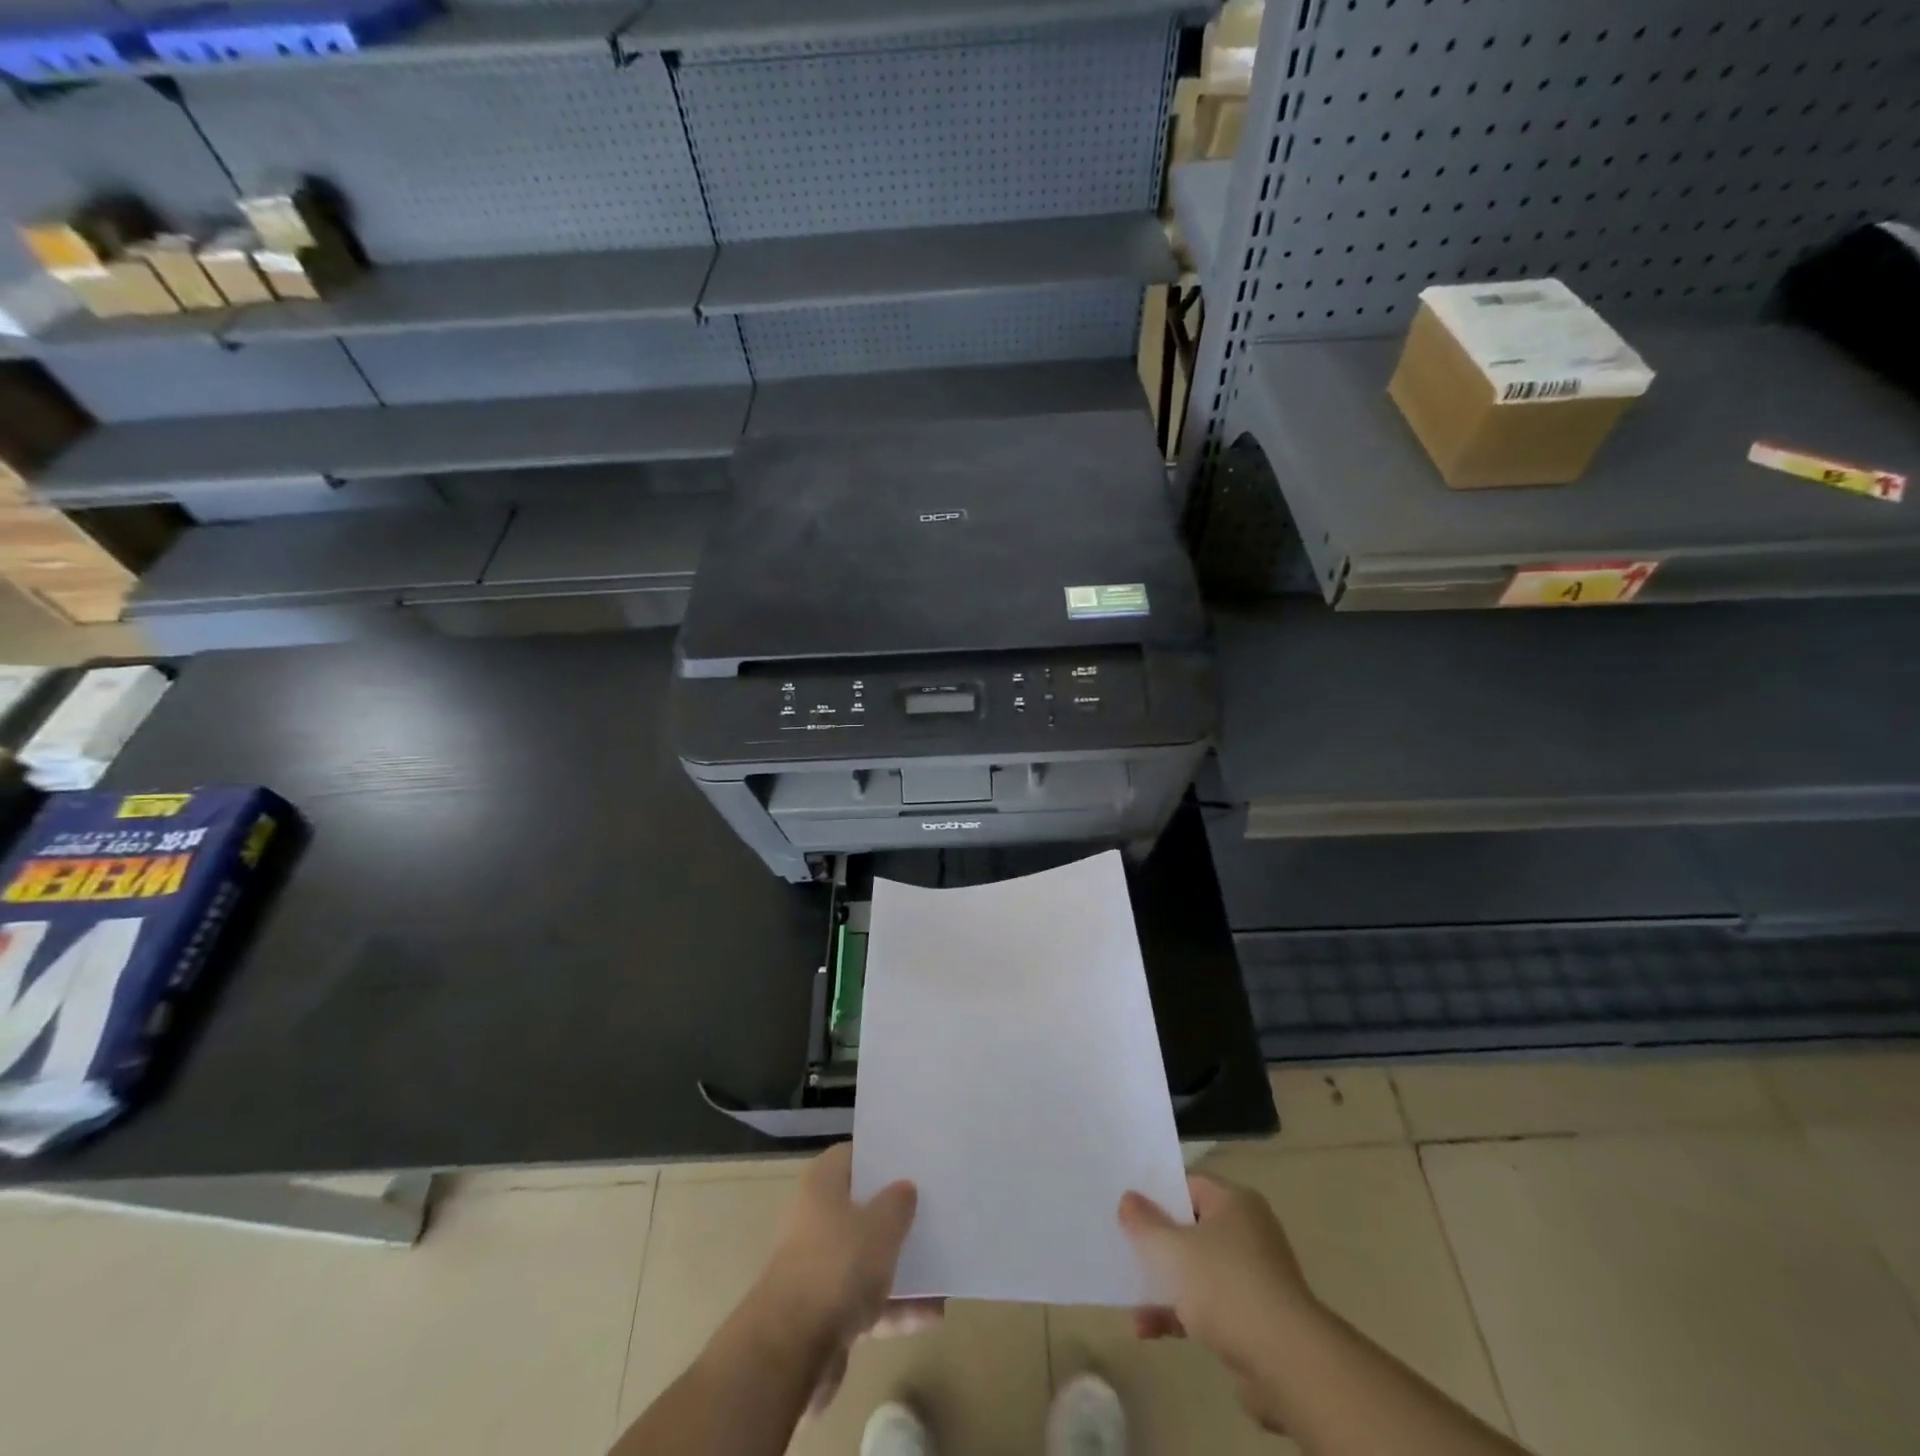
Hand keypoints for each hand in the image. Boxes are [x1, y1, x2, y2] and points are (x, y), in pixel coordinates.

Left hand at [751, 1144, 933, 1417]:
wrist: (790, 1351)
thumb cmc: (837, 1266)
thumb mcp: (881, 1226)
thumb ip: (898, 1203)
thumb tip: (904, 1188)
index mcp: (822, 1185)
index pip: (852, 1156)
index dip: (880, 1156)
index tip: (912, 1161)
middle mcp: (816, 1220)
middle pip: (861, 1208)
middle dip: (895, 1213)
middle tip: (934, 1209)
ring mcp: (820, 1268)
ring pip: (867, 1257)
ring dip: (902, 1265)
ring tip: (943, 1268)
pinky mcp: (825, 1313)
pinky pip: (867, 1301)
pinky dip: (896, 1307)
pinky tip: (934, 1314)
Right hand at [1119, 1174, 1317, 1428]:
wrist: (1287, 1363)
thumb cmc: (1225, 1286)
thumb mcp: (1173, 1249)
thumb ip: (1145, 1223)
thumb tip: (1128, 1198)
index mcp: (1234, 1203)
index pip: (1189, 1185)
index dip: (1157, 1194)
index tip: (1127, 1206)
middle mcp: (1247, 1233)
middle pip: (1192, 1228)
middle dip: (1158, 1242)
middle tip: (1123, 1245)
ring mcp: (1252, 1278)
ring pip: (1197, 1271)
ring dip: (1164, 1284)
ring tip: (1128, 1293)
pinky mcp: (1252, 1320)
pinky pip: (1207, 1307)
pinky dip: (1179, 1314)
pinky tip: (1146, 1328)